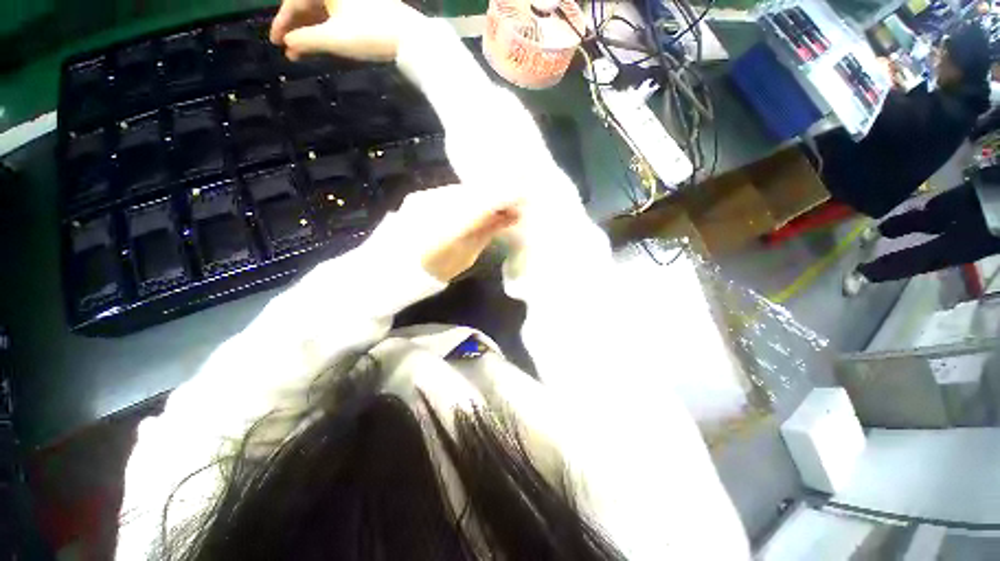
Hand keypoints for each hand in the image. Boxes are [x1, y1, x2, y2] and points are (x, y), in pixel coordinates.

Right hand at [269, 0, 422, 61]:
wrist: (410, 38)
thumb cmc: (369, 34)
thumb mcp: (333, 39)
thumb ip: (306, 40)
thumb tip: (288, 42)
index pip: (294, 1)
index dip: (283, 23)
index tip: (275, 42)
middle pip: (308, 4)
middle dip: (297, 28)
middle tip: (289, 50)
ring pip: (323, 10)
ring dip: (311, 31)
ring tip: (303, 53)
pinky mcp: (365, 6)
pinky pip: (338, 14)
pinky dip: (328, 28)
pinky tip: (323, 44)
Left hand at [373, 185, 523, 282]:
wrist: (385, 270)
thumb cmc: (429, 273)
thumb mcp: (464, 257)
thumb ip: (486, 232)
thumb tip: (509, 216)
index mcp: (450, 224)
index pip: (487, 201)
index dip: (509, 196)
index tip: (526, 198)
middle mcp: (437, 203)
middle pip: (476, 191)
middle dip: (498, 195)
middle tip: (513, 206)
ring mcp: (426, 197)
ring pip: (464, 190)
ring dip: (482, 197)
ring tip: (495, 208)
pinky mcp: (419, 196)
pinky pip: (451, 193)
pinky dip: (466, 198)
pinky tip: (472, 208)